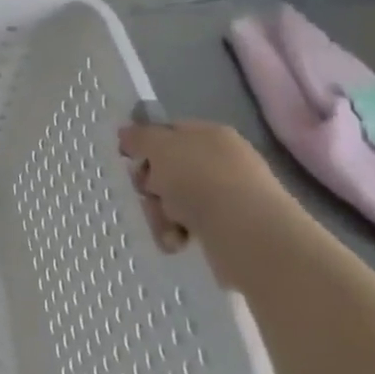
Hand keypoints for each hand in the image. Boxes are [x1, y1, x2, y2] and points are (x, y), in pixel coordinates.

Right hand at [118, 118, 295, 255]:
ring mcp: (229, 196)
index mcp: (210, 134)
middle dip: (151, 186)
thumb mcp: (159, 146)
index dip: (146, 145)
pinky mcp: (231, 229)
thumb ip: (139, 137)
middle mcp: (222, 162)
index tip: (130, 160)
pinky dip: (178, 233)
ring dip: (161, 214)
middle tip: (150, 195)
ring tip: (168, 227)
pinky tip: (179, 241)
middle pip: (168, 169)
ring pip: (175, 201)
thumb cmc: (200, 179)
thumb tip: (126, 134)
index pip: (169, 132)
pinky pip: (191, 226)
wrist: (248, 233)